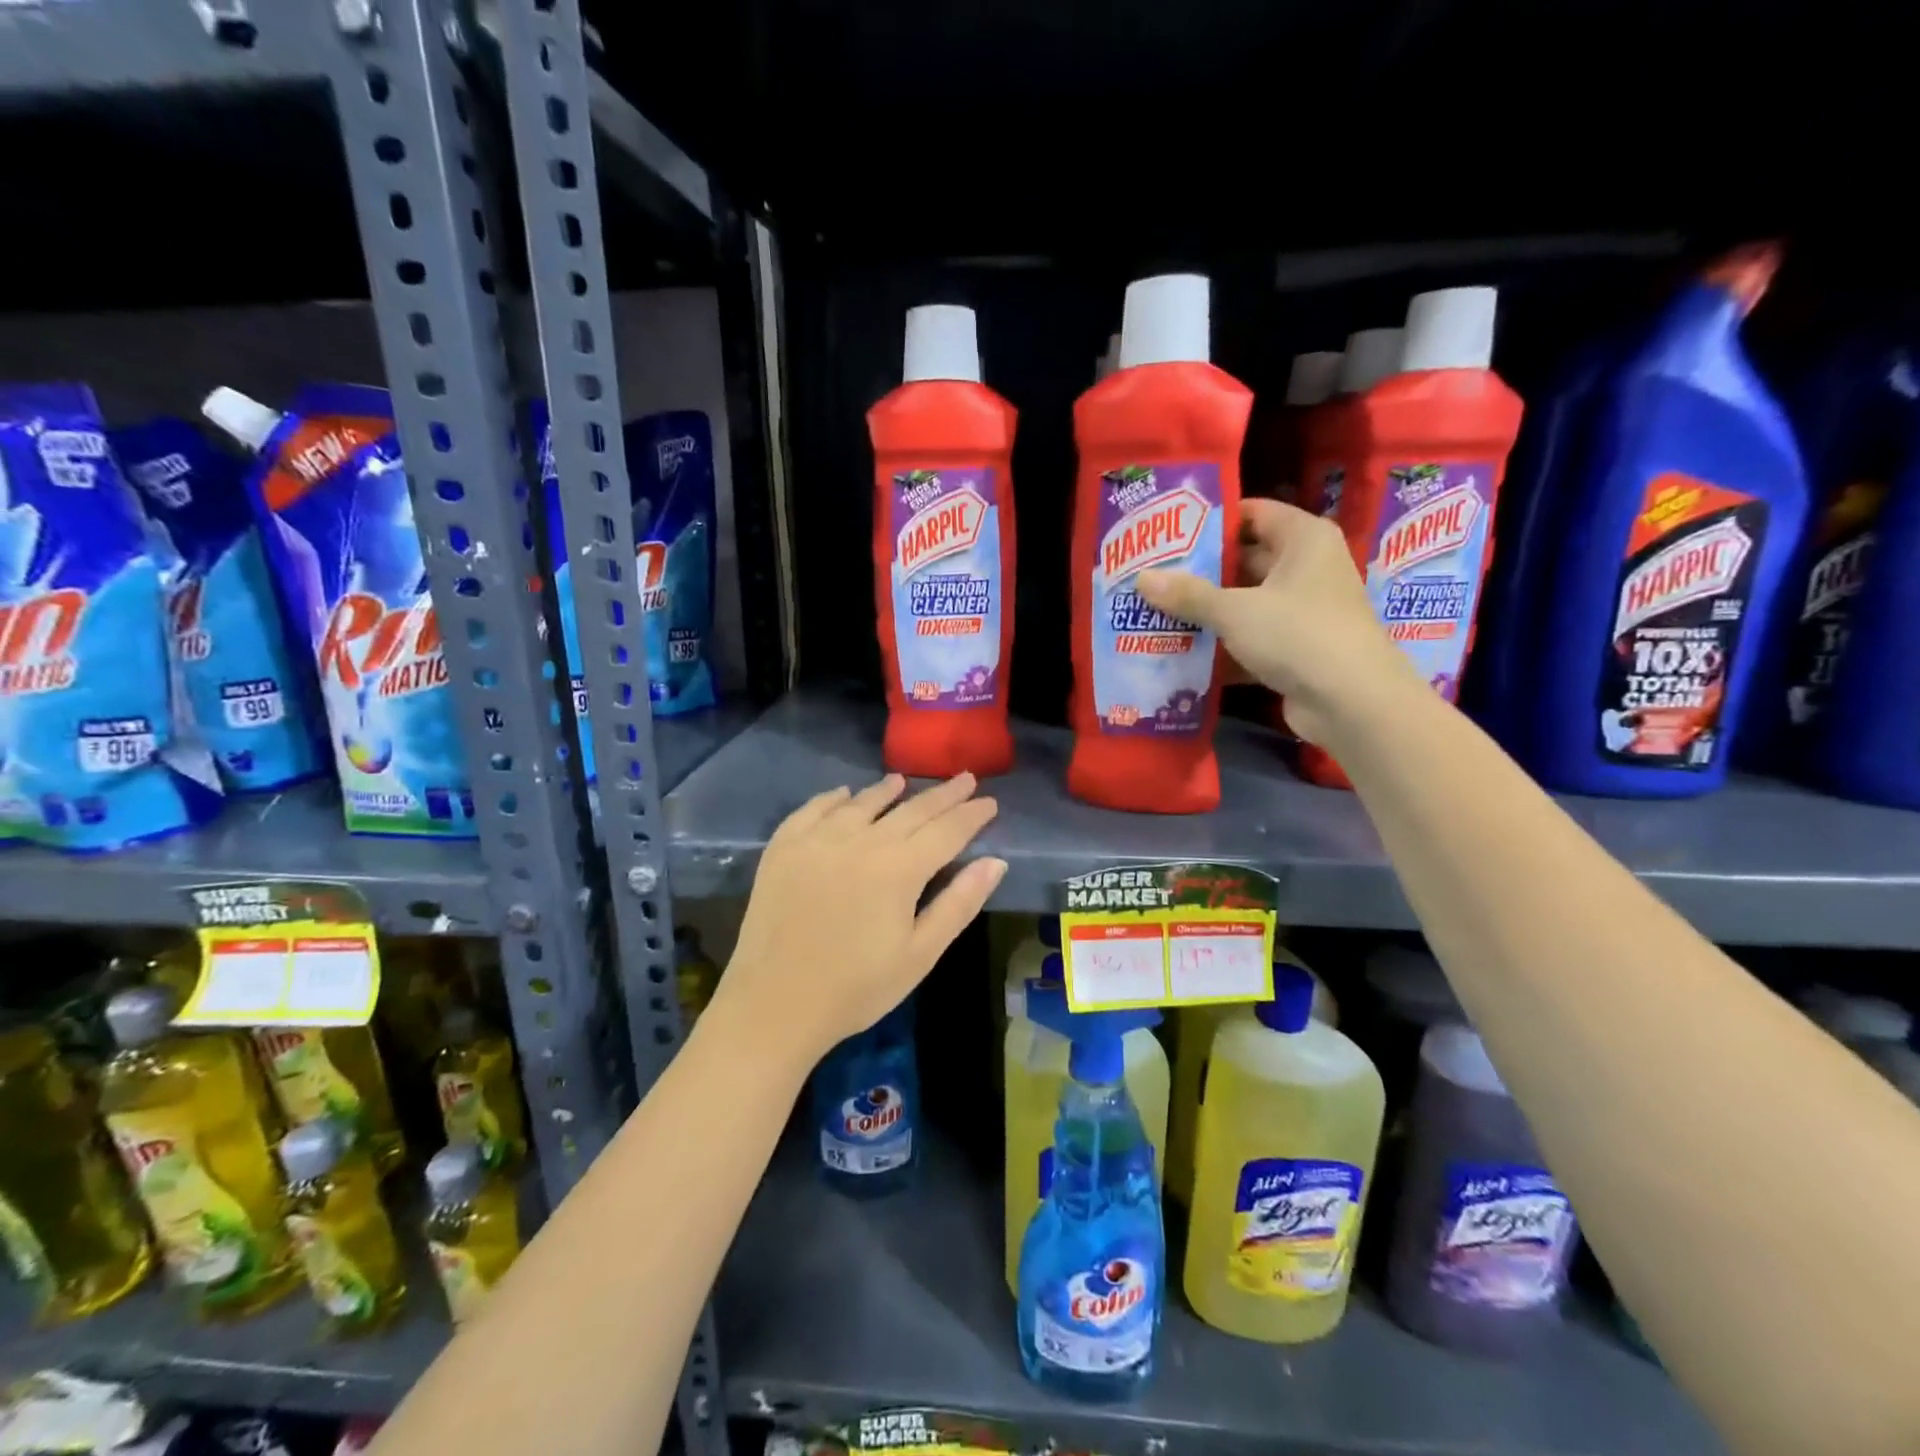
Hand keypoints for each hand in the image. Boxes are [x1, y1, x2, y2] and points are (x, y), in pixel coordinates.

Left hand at [713, 774, 1005, 1068]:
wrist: (774, 1005)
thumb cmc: (857, 988)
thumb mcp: (920, 954)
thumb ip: (959, 904)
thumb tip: (996, 862)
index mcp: (899, 868)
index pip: (946, 830)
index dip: (971, 815)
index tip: (990, 801)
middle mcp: (861, 841)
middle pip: (910, 809)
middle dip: (942, 795)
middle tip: (965, 779)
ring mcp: (818, 840)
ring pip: (862, 803)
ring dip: (887, 790)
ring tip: (903, 781)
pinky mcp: (783, 848)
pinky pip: (813, 809)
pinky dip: (833, 798)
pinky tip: (844, 794)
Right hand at [1137, 498, 1418, 744]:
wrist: (1352, 702)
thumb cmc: (1298, 634)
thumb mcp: (1235, 610)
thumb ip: (1188, 594)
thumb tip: (1141, 578)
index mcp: (1304, 540)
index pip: (1253, 513)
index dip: (1212, 521)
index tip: (1169, 531)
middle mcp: (1307, 569)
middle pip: (1245, 560)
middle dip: (1200, 570)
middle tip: (1153, 574)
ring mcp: (1303, 611)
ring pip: (1245, 602)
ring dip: (1206, 611)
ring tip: (1155, 610)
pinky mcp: (1295, 649)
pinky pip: (1250, 638)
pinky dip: (1221, 645)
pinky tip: (1181, 651)